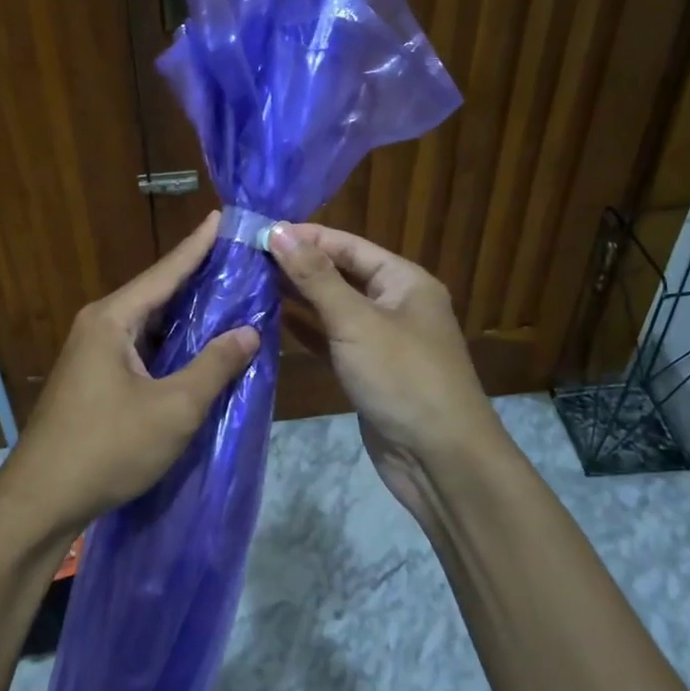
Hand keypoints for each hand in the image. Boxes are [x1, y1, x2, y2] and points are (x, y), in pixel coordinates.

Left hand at [0, 212, 259, 539]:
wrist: (40, 501)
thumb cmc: (108, 448)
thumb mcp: (173, 409)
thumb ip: (214, 366)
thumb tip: (249, 331)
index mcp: (112, 319)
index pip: (165, 271)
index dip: (198, 245)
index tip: (222, 216)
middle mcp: (98, 325)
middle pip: (155, 292)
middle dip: (196, 277)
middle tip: (238, 259)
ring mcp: (91, 352)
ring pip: (147, 322)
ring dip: (184, 313)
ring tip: (227, 296)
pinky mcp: (92, 378)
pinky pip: (139, 345)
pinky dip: (169, 341)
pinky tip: (194, 346)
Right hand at [270, 223, 502, 522]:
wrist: (441, 459)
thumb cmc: (402, 377)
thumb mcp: (356, 321)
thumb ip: (315, 276)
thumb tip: (278, 231)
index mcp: (404, 281)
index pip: (348, 245)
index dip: (306, 236)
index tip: (260, 231)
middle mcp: (395, 304)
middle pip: (341, 273)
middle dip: (299, 265)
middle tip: (248, 256)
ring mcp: (382, 340)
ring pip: (334, 308)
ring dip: (298, 296)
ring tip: (252, 282)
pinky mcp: (367, 372)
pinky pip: (332, 340)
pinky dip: (306, 330)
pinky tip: (273, 321)